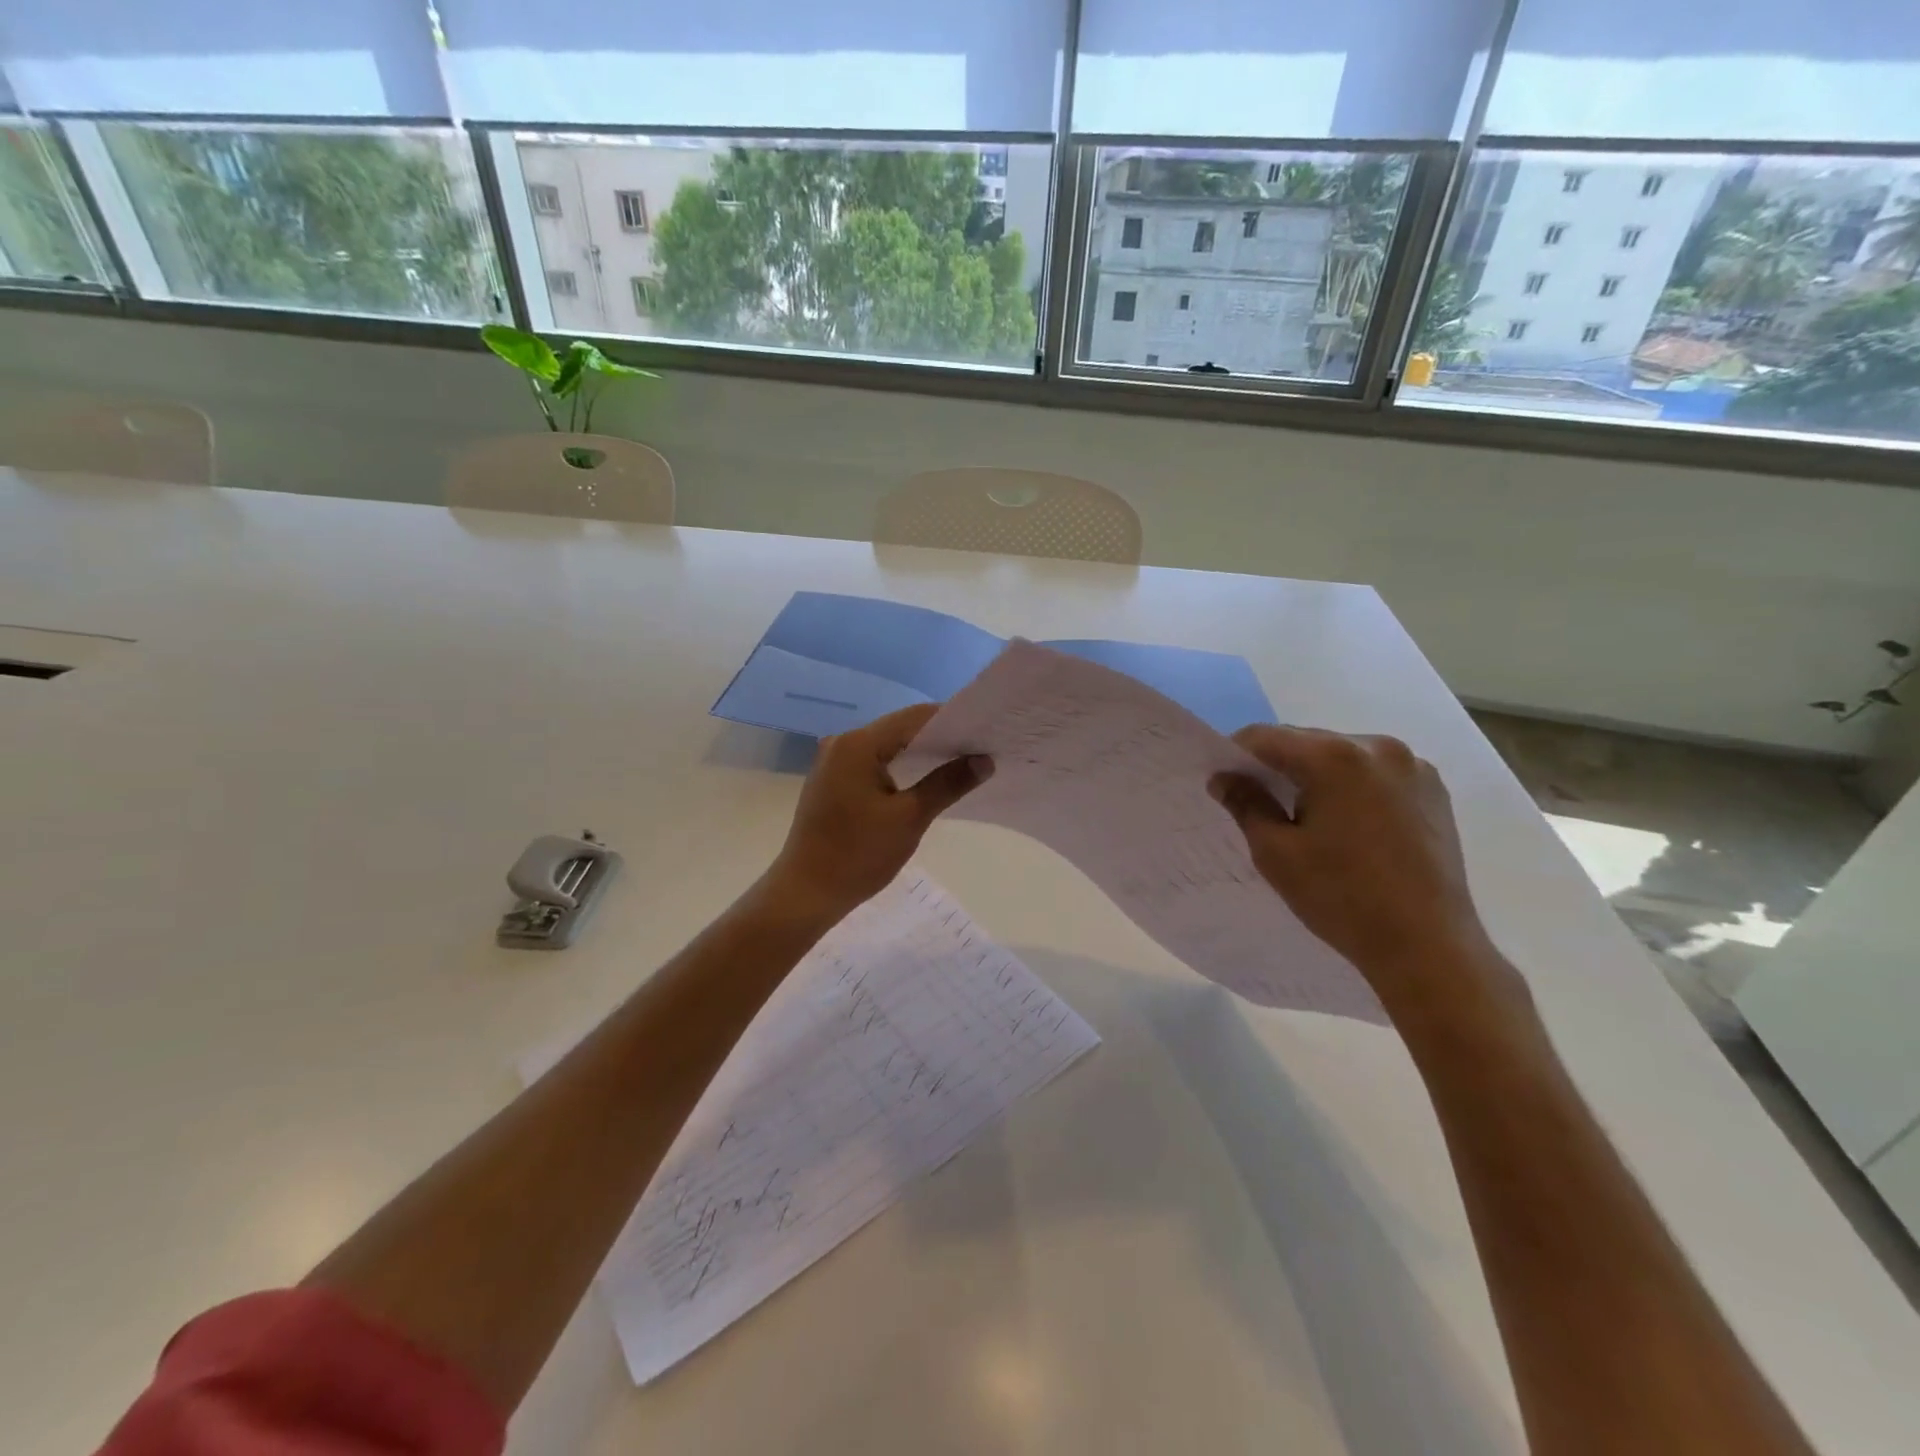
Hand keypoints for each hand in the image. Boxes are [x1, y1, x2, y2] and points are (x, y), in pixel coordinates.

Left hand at [766, 704, 990, 920]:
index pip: (915, 718)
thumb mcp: (910, 818)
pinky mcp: (832, 782)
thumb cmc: (858, 855)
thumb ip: (948, 783)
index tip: (984, 733)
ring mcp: (833, 762)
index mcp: (858, 744)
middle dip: (939, 738)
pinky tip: (924, 781)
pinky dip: (900, 768)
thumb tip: (984, 760)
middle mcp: (842, 743)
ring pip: (887, 746)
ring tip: (961, 764)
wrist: (806, 893)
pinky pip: (873, 763)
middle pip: (900, 729)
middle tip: (979, 749)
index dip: (952, 721)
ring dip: (920, 754)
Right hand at [1210, 727, 1510, 1013]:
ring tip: (1305, 816)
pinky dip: (1351, 785)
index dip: (1236, 755)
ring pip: (1342, 755)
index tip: (1223, 783)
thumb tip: (1224, 778)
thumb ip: (1245, 804)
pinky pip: (1375, 772)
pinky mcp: (1433, 789)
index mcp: (1335, 757)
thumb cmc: (1342, 897)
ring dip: (1315, 774)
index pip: (1266, 737)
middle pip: (1307, 742)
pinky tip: (1347, 823)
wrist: (1429, 946)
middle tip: (1258, 802)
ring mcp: (1413, 766)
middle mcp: (1378, 747)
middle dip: (1277, 765)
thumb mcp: (1276, 853)